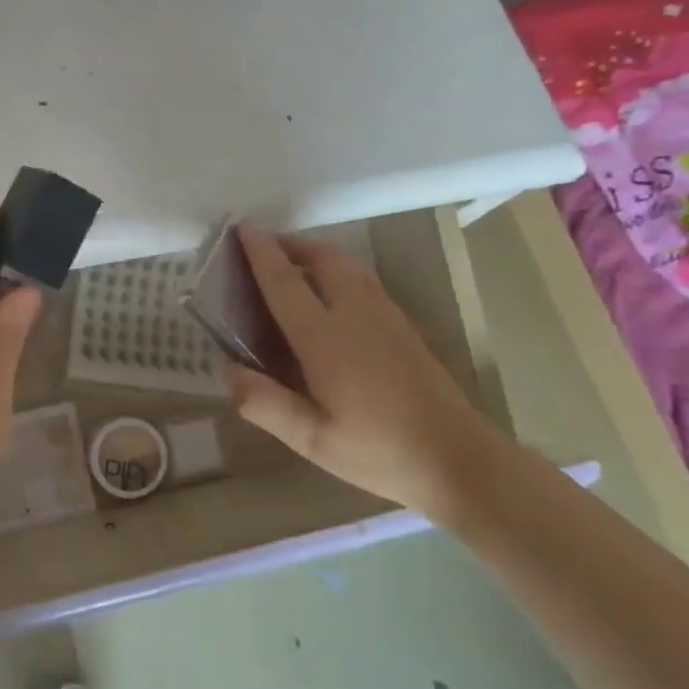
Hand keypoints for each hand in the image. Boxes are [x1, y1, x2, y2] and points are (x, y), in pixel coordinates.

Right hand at [225, 223, 506, 516]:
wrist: (461, 460)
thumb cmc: (381, 451)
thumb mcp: (313, 440)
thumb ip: (264, 404)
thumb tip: (227, 370)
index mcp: (326, 338)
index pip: (285, 282)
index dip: (260, 252)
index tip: (241, 227)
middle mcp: (356, 314)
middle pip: (323, 258)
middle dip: (291, 244)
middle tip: (264, 248)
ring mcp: (386, 317)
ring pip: (348, 265)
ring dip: (316, 254)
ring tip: (293, 265)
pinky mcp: (405, 327)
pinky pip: (364, 280)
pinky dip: (338, 270)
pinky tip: (332, 294)